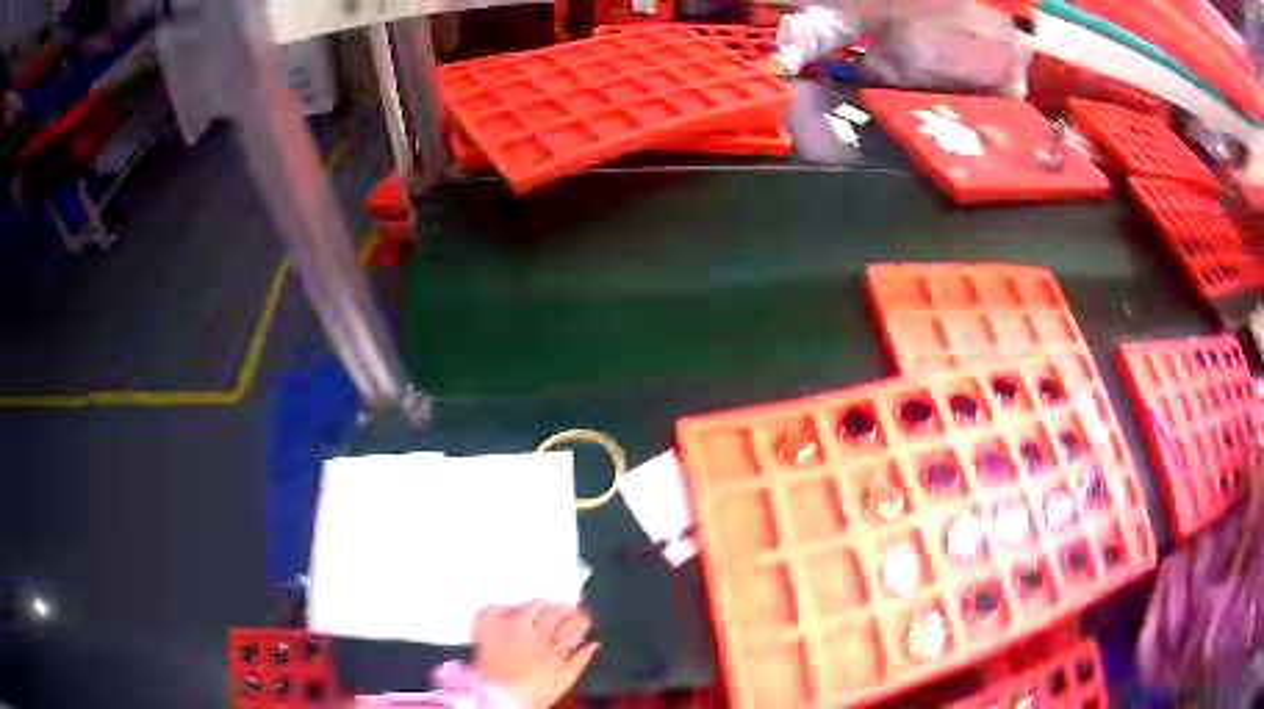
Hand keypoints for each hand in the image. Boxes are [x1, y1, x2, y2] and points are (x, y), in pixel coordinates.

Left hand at [473, 602, 599, 708]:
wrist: (499, 701)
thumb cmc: (530, 696)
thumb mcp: (561, 683)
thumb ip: (579, 662)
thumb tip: (593, 644)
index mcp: (554, 654)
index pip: (575, 624)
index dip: (581, 618)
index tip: (581, 617)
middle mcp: (534, 640)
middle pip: (554, 612)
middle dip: (561, 608)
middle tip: (562, 609)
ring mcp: (509, 633)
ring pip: (530, 607)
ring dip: (538, 605)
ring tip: (540, 606)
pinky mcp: (488, 631)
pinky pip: (496, 609)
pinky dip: (502, 607)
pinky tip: (508, 610)